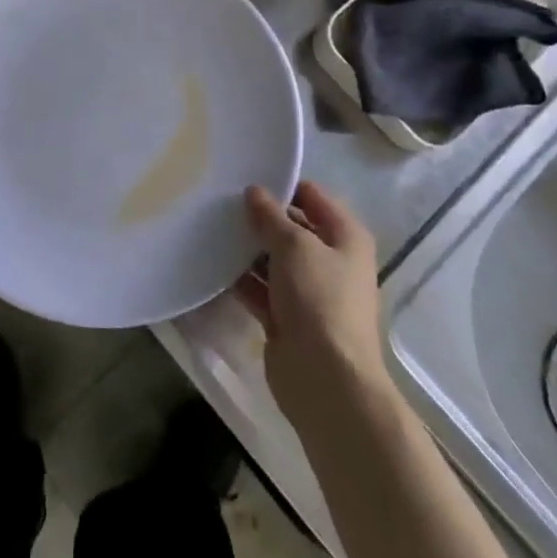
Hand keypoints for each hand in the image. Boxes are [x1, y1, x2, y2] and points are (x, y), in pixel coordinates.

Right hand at [236, 182, 388, 432]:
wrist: (326, 379)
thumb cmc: (319, 300)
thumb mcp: (295, 246)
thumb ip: (271, 217)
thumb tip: (255, 192)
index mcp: (346, 237)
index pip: (313, 196)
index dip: (283, 185)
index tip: (246, 178)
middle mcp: (331, 261)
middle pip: (292, 228)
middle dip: (260, 217)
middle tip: (220, 200)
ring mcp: (308, 292)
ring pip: (273, 259)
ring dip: (247, 248)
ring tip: (210, 227)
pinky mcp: (287, 317)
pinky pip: (260, 288)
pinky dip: (241, 278)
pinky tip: (212, 263)